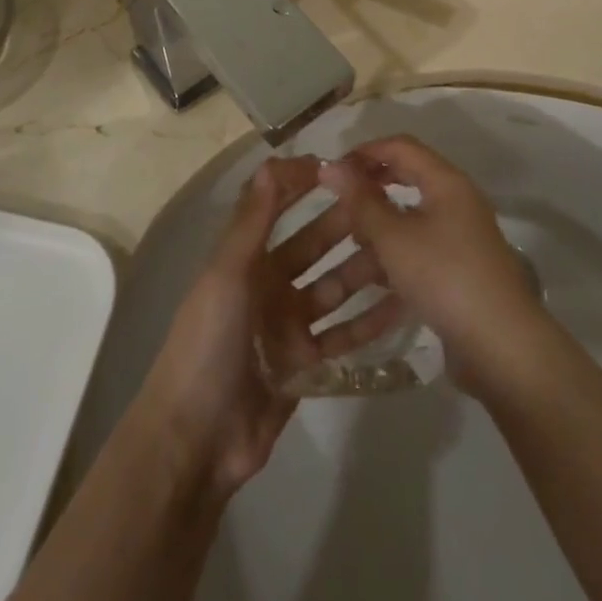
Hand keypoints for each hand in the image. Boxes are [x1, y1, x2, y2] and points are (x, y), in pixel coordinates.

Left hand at [128, 157, 387, 501]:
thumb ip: (252, 221)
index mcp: (244, 260)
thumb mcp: (227, 275)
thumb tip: (272, 163)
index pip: (275, 209)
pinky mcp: (306, 364)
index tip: (340, 166)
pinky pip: (343, 335)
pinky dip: (369, 321)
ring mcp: (288, 326)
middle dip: (344, 225)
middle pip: (313, 247)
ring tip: (403, 251)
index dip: (302, 185)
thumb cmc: (208, 343)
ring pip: (333, 288)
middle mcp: (268, 286)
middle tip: (387, 206)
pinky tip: (403, 305)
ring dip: (363, 270)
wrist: (198, 438)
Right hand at [315, 137, 548, 394]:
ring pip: (402, 233)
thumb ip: (361, 201)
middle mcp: (453, 206)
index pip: (400, 148)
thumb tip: (330, 165)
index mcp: (445, 183)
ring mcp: (455, 243)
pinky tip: (356, 300)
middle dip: (363, 200)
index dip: (363, 152)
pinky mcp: (453, 278)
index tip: (330, 171)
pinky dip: (385, 276)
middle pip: (401, 188)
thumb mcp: (394, 237)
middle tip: (330, 209)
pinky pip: (411, 265)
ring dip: (367, 247)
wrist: (503, 348)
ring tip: (331, 265)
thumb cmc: (445, 276)